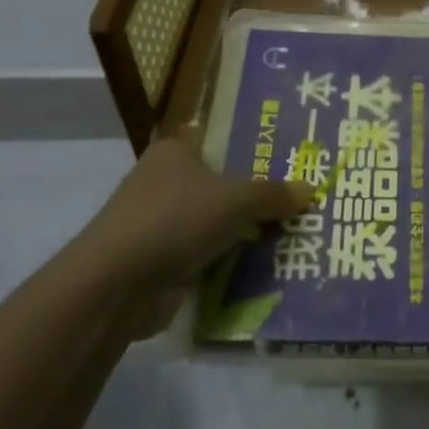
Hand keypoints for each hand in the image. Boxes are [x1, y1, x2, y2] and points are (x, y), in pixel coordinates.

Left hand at [69, 133, 313, 337]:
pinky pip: (206, 254)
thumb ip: (274, 194)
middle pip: (222, 185)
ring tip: (293, 235)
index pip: (221, 142)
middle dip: (256, 197)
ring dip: (244, 233)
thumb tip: (311, 189)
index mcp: (176, 152)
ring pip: (216, 222)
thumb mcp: (237, 200)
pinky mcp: (161, 260)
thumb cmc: (176, 221)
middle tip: (301, 202)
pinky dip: (228, 261)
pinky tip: (265, 267)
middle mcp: (164, 181)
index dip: (254, 150)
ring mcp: (160, 223)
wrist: (117, 286)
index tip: (289, 162)